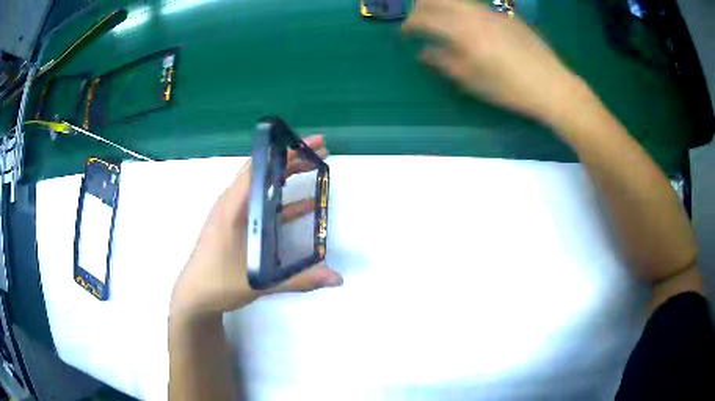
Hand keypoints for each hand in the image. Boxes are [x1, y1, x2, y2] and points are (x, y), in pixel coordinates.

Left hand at [170, 135, 342, 320]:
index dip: (286, 152)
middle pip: (263, 171)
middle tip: (321, 152)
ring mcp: (234, 213)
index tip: (311, 144)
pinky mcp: (236, 224)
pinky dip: (282, 201)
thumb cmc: (220, 283)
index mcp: (233, 207)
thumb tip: (338, 279)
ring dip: (287, 176)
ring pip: (263, 186)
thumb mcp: (260, 281)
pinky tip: (304, 205)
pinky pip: (262, 204)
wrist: (195, 296)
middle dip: (293, 159)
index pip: (260, 168)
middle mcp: (232, 203)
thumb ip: (300, 279)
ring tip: (315, 168)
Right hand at [403, 0, 584, 125]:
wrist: (552, 85)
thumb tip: (424, 53)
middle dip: (422, 6)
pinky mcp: (506, 14)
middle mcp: (474, 14)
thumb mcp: (472, 80)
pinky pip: (475, 5)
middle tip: (418, 19)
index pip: (424, 18)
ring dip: (442, 5)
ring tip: (439, 18)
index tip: (405, 33)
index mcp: (462, 31)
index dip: (409, 24)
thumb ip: (444, 62)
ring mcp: (492, 11)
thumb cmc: (510, 88)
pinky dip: (462, 9)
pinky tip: (466, 21)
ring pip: (458, 0)